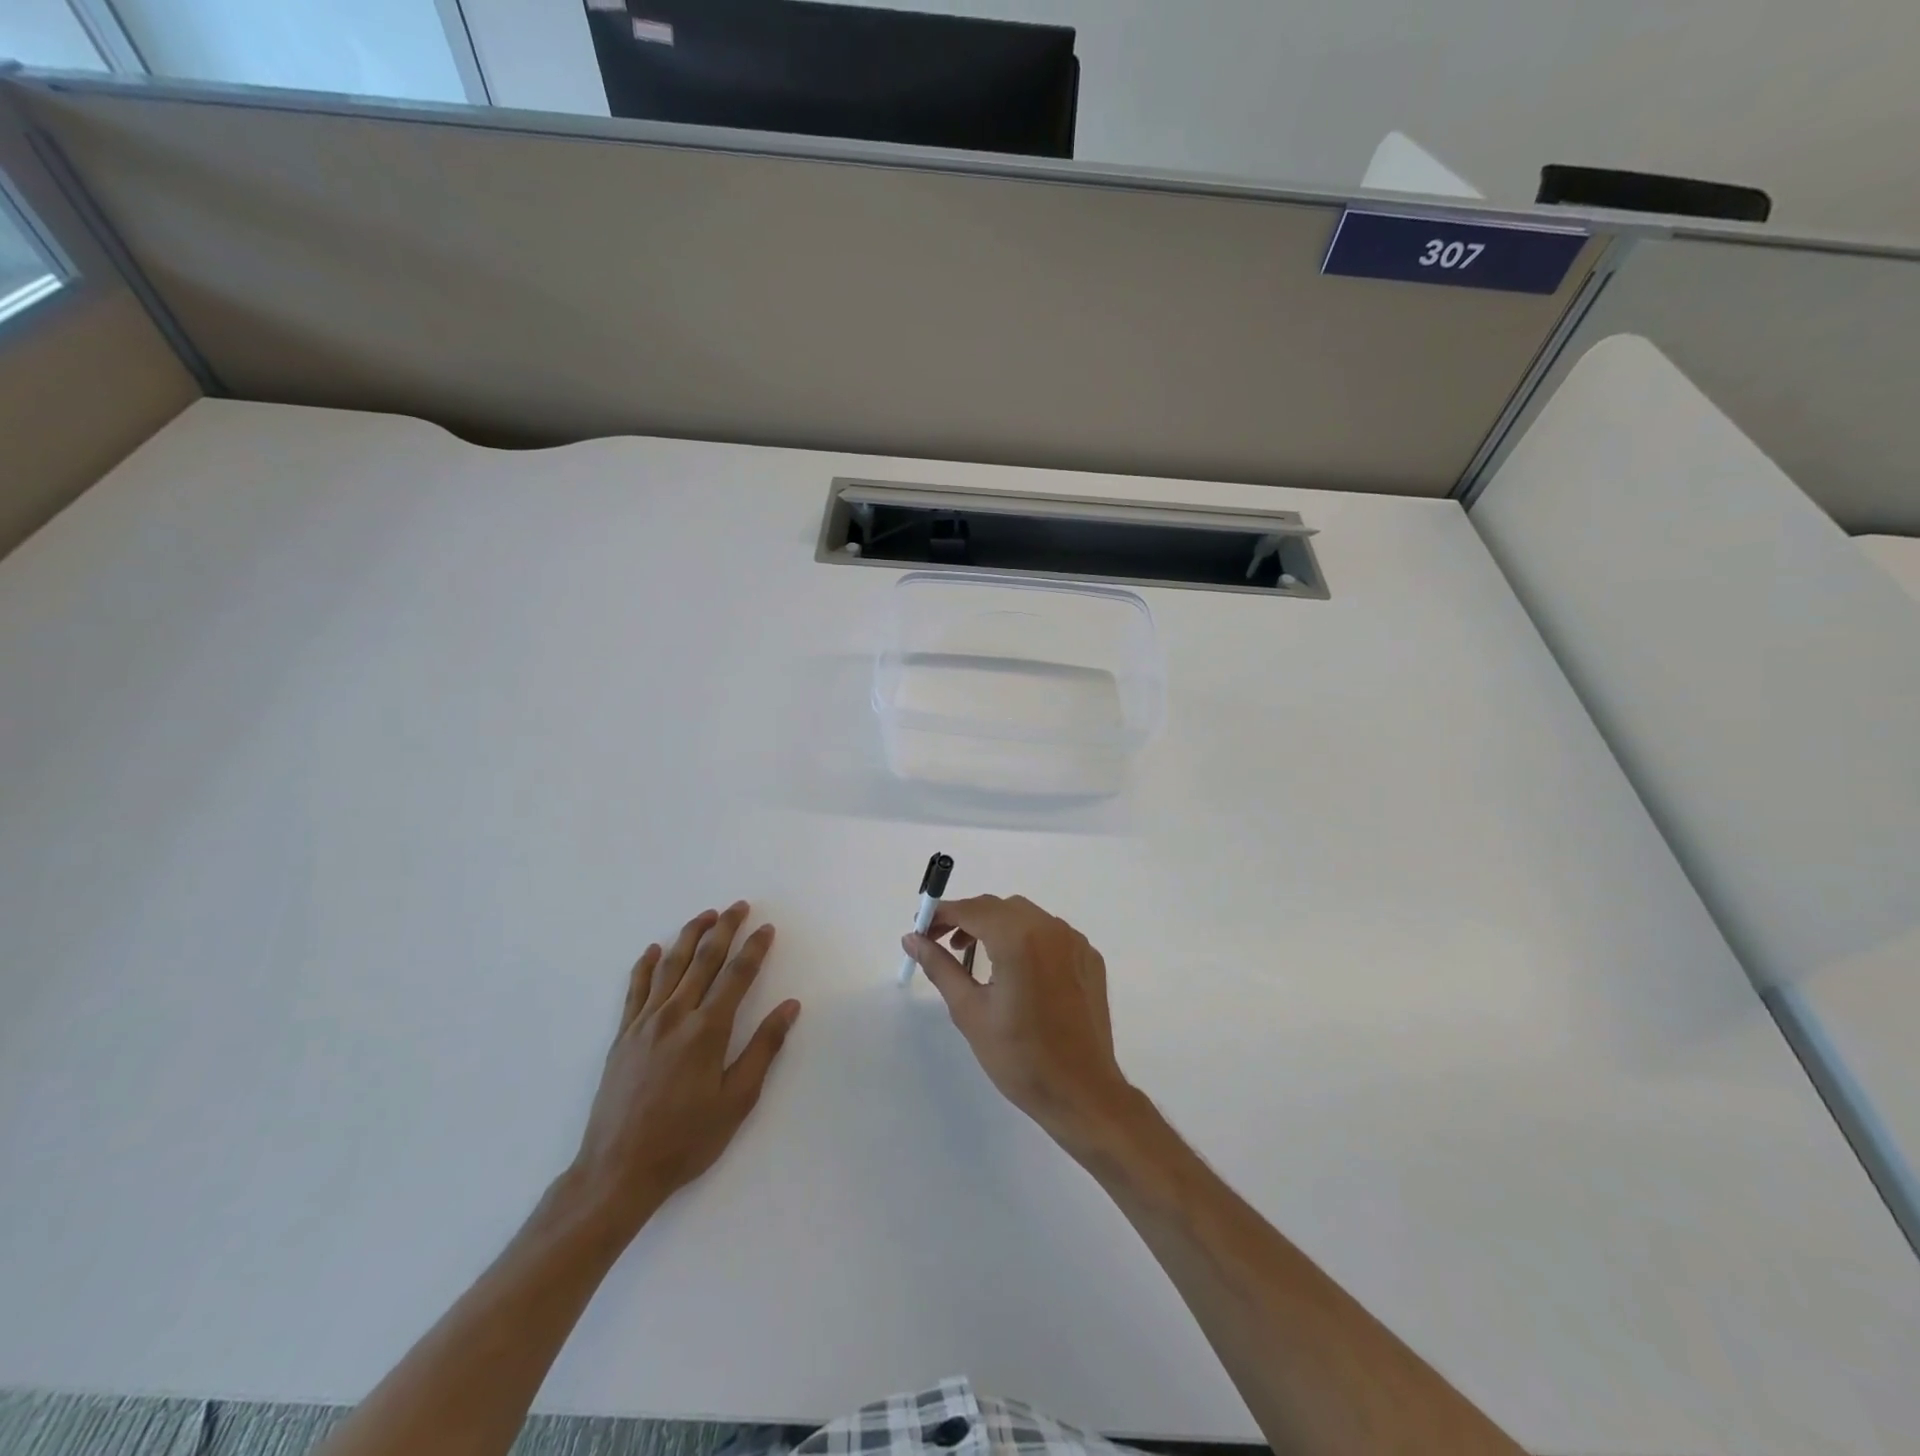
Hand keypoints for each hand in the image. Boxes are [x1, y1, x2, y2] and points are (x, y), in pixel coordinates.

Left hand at [569, 902, 799, 1240]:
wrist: (618, 1170)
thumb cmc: (686, 1139)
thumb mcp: (737, 1100)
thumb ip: (764, 1048)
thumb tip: (789, 1006)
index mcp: (707, 1030)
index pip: (737, 975)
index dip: (754, 949)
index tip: (766, 928)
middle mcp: (676, 1015)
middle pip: (704, 960)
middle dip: (725, 929)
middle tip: (739, 907)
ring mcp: (644, 1023)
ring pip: (670, 966)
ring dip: (689, 936)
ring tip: (705, 916)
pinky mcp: (623, 1036)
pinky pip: (635, 989)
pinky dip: (645, 965)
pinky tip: (652, 950)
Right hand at [903, 895, 1134, 1148]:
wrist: (1082, 1093)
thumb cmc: (1019, 1057)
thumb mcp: (969, 1011)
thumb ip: (940, 966)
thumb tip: (911, 939)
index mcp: (1019, 939)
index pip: (972, 909)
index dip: (942, 914)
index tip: (921, 930)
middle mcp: (1050, 929)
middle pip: (999, 908)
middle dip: (968, 919)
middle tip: (943, 944)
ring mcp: (1074, 941)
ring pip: (1026, 917)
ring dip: (996, 926)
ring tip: (975, 957)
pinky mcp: (1089, 957)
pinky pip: (1050, 934)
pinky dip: (1026, 939)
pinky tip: (1016, 971)